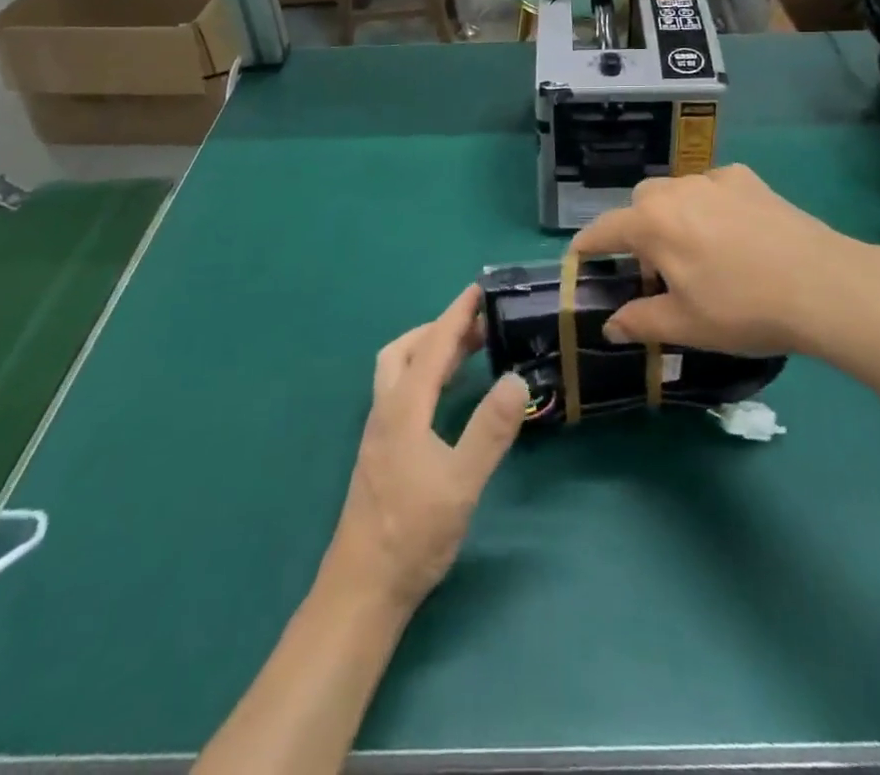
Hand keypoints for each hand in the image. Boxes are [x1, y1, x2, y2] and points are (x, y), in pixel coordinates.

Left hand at [325, 285, 527, 612]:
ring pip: (398, 371)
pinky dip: (424, 375)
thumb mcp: (461, 482)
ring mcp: (379, 432)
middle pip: (405, 351)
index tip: (478, 290)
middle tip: (477, 325)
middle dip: (439, 329)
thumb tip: (516, 378)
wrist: (363, 589)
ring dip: (429, 351)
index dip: (456, 315)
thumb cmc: (413, 533)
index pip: (432, 347)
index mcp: (403, 409)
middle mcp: (386, 411)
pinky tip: (444, 396)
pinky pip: (401, 392)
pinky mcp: (381, 452)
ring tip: (466, 352)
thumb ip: (489, 430)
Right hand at [571, 164, 876, 357]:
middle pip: (640, 203)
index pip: (604, 229)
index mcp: (652, 224)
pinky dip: (709, 204)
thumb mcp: (686, 326)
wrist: (822, 285)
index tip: (579, 256)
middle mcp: (677, 191)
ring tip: (695, 249)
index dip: (587, 245)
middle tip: (653, 267)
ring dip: (673, 215)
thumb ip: (640, 322)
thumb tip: (610, 326)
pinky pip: (713, 187)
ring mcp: (715, 180)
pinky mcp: (750, 180)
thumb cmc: (743, 309)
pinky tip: (732, 231)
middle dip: (635, 229)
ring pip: (677, 191)